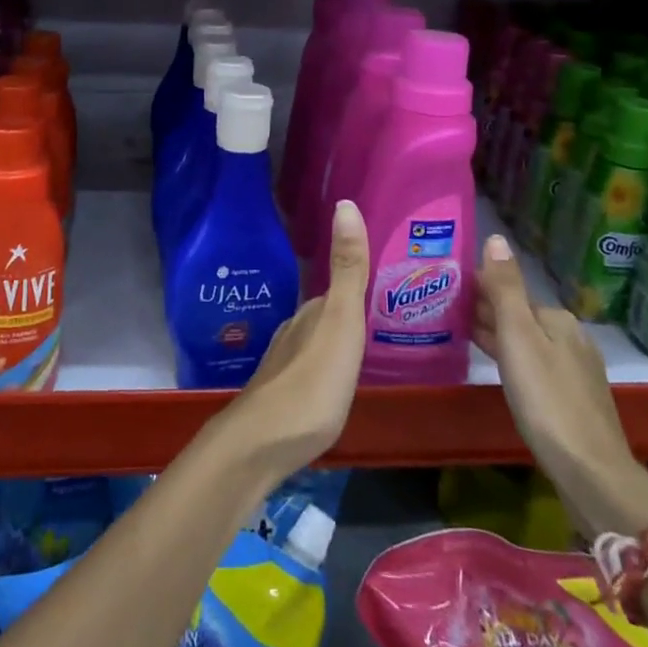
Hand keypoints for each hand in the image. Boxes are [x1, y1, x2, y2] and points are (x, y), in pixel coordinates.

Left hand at [223, 199, 369, 482]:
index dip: (357, 282)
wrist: (261, 444)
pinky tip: (336, 383)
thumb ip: (347, 269)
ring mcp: (285, 365)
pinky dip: (327, 368)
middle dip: (348, 310)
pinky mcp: (282, 397)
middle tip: (385, 313)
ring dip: (336, 340)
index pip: (337, 288)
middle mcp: (295, 331)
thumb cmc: (312, 381)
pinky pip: (311, 370)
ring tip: (366, 348)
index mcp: (312, 312)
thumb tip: (345, 202)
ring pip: (316, 341)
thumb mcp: (341, 321)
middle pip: (326, 314)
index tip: (385, 281)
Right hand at [475, 235, 647, 538]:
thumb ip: (505, 288)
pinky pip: (535, 366)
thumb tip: (496, 237)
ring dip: (498, 336)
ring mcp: (576, 371)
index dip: (478, 289)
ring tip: (461, 334)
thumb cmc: (546, 398)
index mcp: (557, 318)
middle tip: (446, 312)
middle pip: (520, 316)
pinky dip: (512, 360)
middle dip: (487, 311)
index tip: (447, 291)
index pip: (510, 292)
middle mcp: (571, 337)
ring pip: (528, 342)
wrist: (590, 472)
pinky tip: (498, 368)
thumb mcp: (518, 337)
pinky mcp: (574, 400)